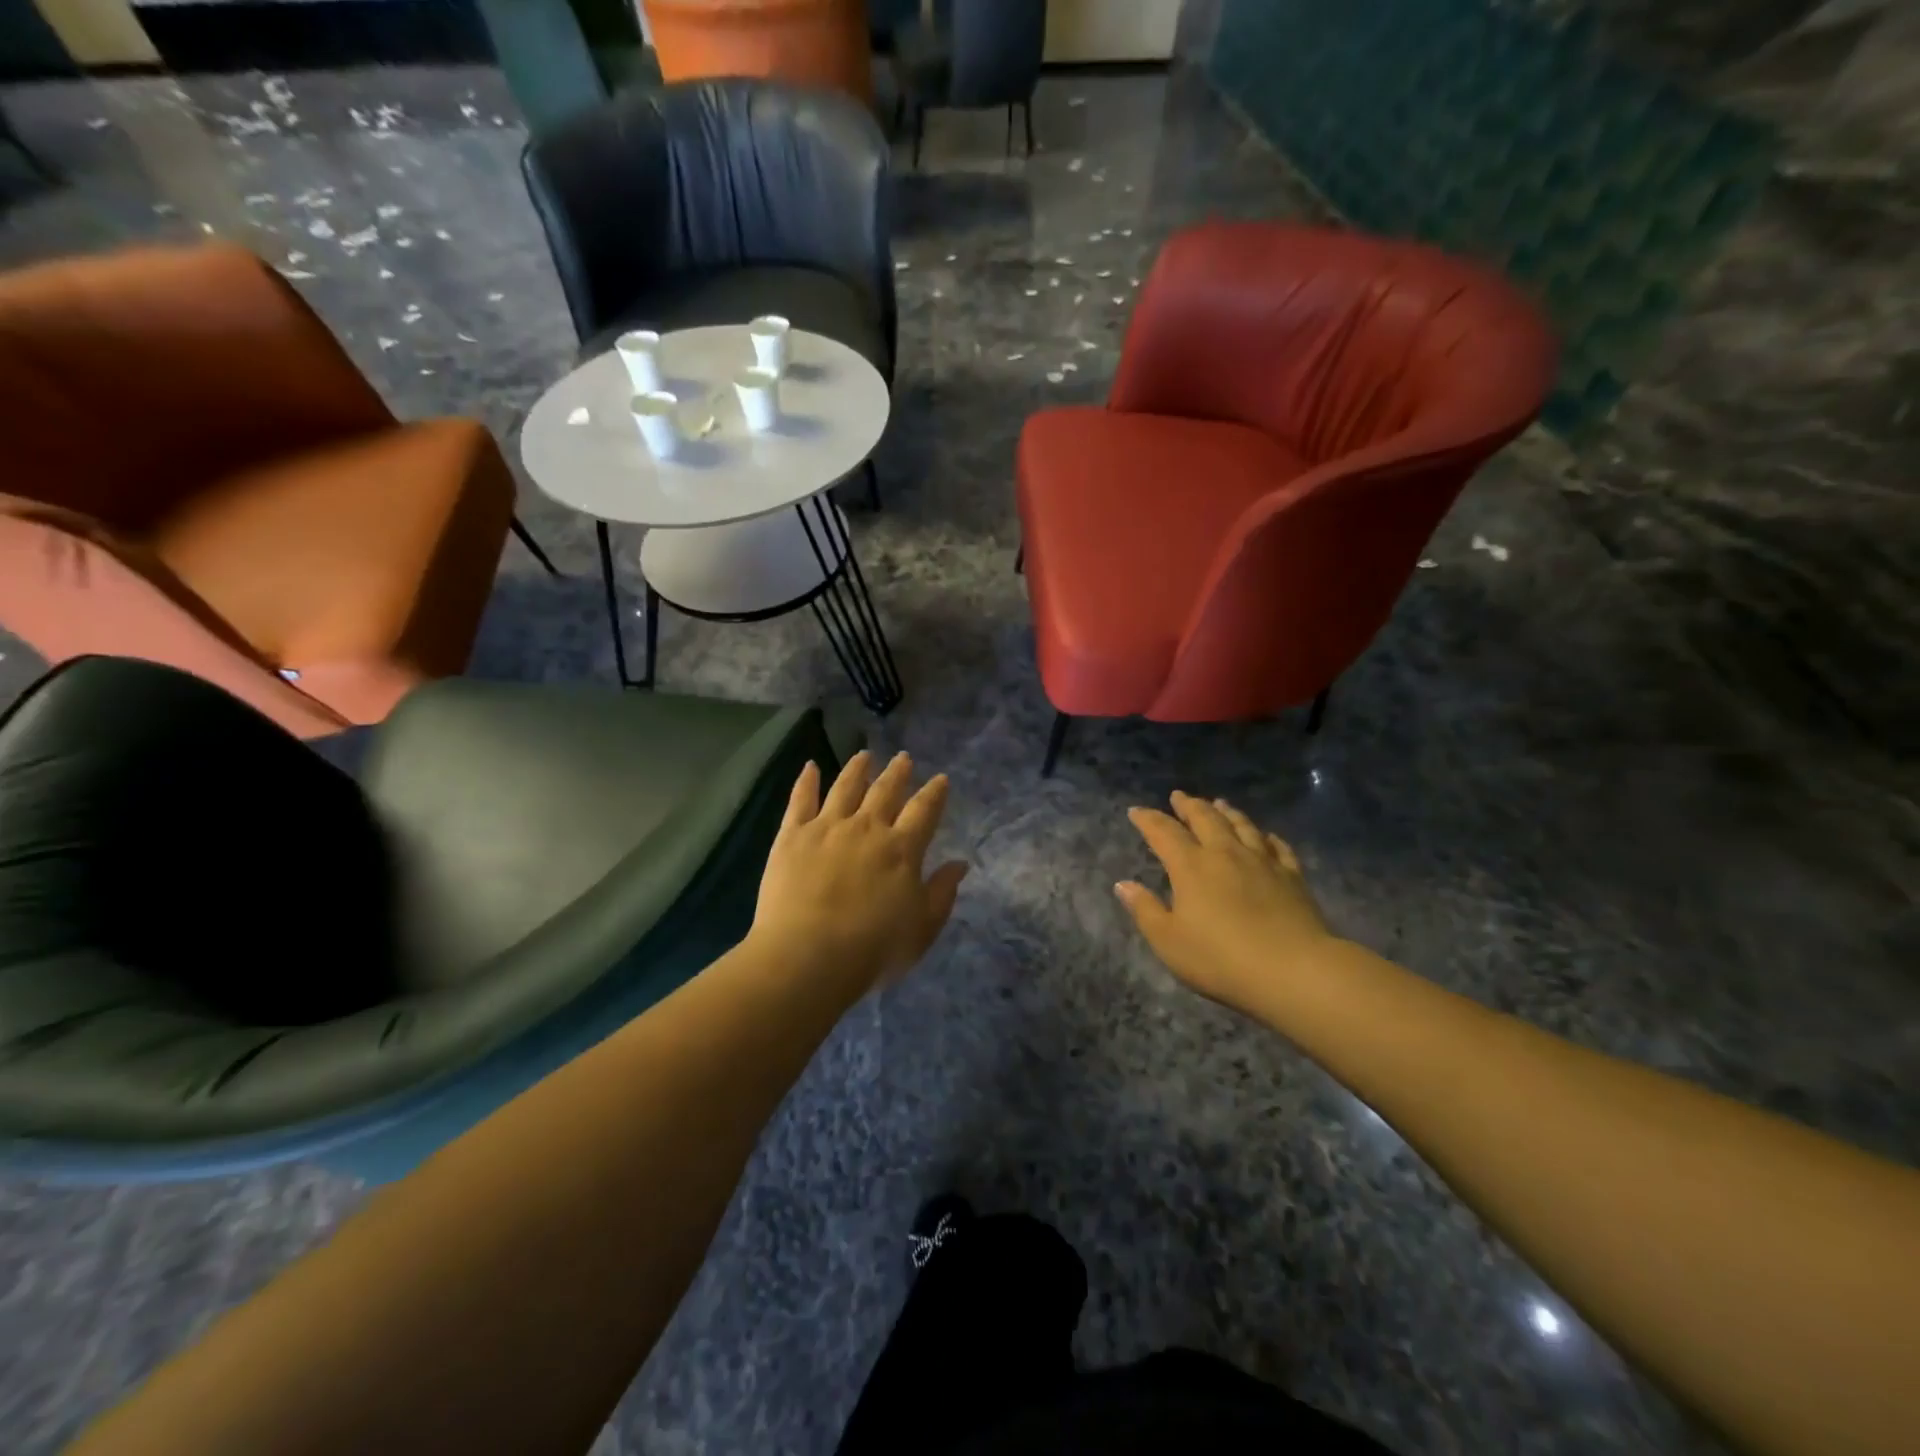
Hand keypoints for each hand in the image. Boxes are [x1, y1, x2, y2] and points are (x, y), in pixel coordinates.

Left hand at [750, 751, 967, 998]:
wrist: (808, 956)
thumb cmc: (873, 949)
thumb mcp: (922, 928)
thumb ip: (942, 892)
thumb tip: (960, 863)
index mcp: (902, 849)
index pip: (924, 811)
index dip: (934, 793)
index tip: (940, 778)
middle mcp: (867, 827)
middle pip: (885, 791)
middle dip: (898, 772)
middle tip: (903, 757)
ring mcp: (827, 827)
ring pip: (845, 787)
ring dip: (857, 769)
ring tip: (864, 755)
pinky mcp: (792, 835)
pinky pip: (800, 800)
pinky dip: (806, 780)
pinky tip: (810, 766)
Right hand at [1116, 791, 1336, 1014]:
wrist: (1294, 970)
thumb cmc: (1221, 959)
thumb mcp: (1169, 941)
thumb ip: (1145, 910)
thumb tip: (1123, 884)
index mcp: (1191, 866)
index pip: (1164, 832)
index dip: (1148, 819)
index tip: (1136, 811)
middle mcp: (1225, 854)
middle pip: (1205, 819)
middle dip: (1189, 805)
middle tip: (1179, 796)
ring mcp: (1262, 862)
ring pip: (1242, 825)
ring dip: (1227, 812)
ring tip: (1219, 802)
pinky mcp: (1292, 877)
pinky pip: (1278, 847)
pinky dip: (1268, 837)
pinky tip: (1266, 836)